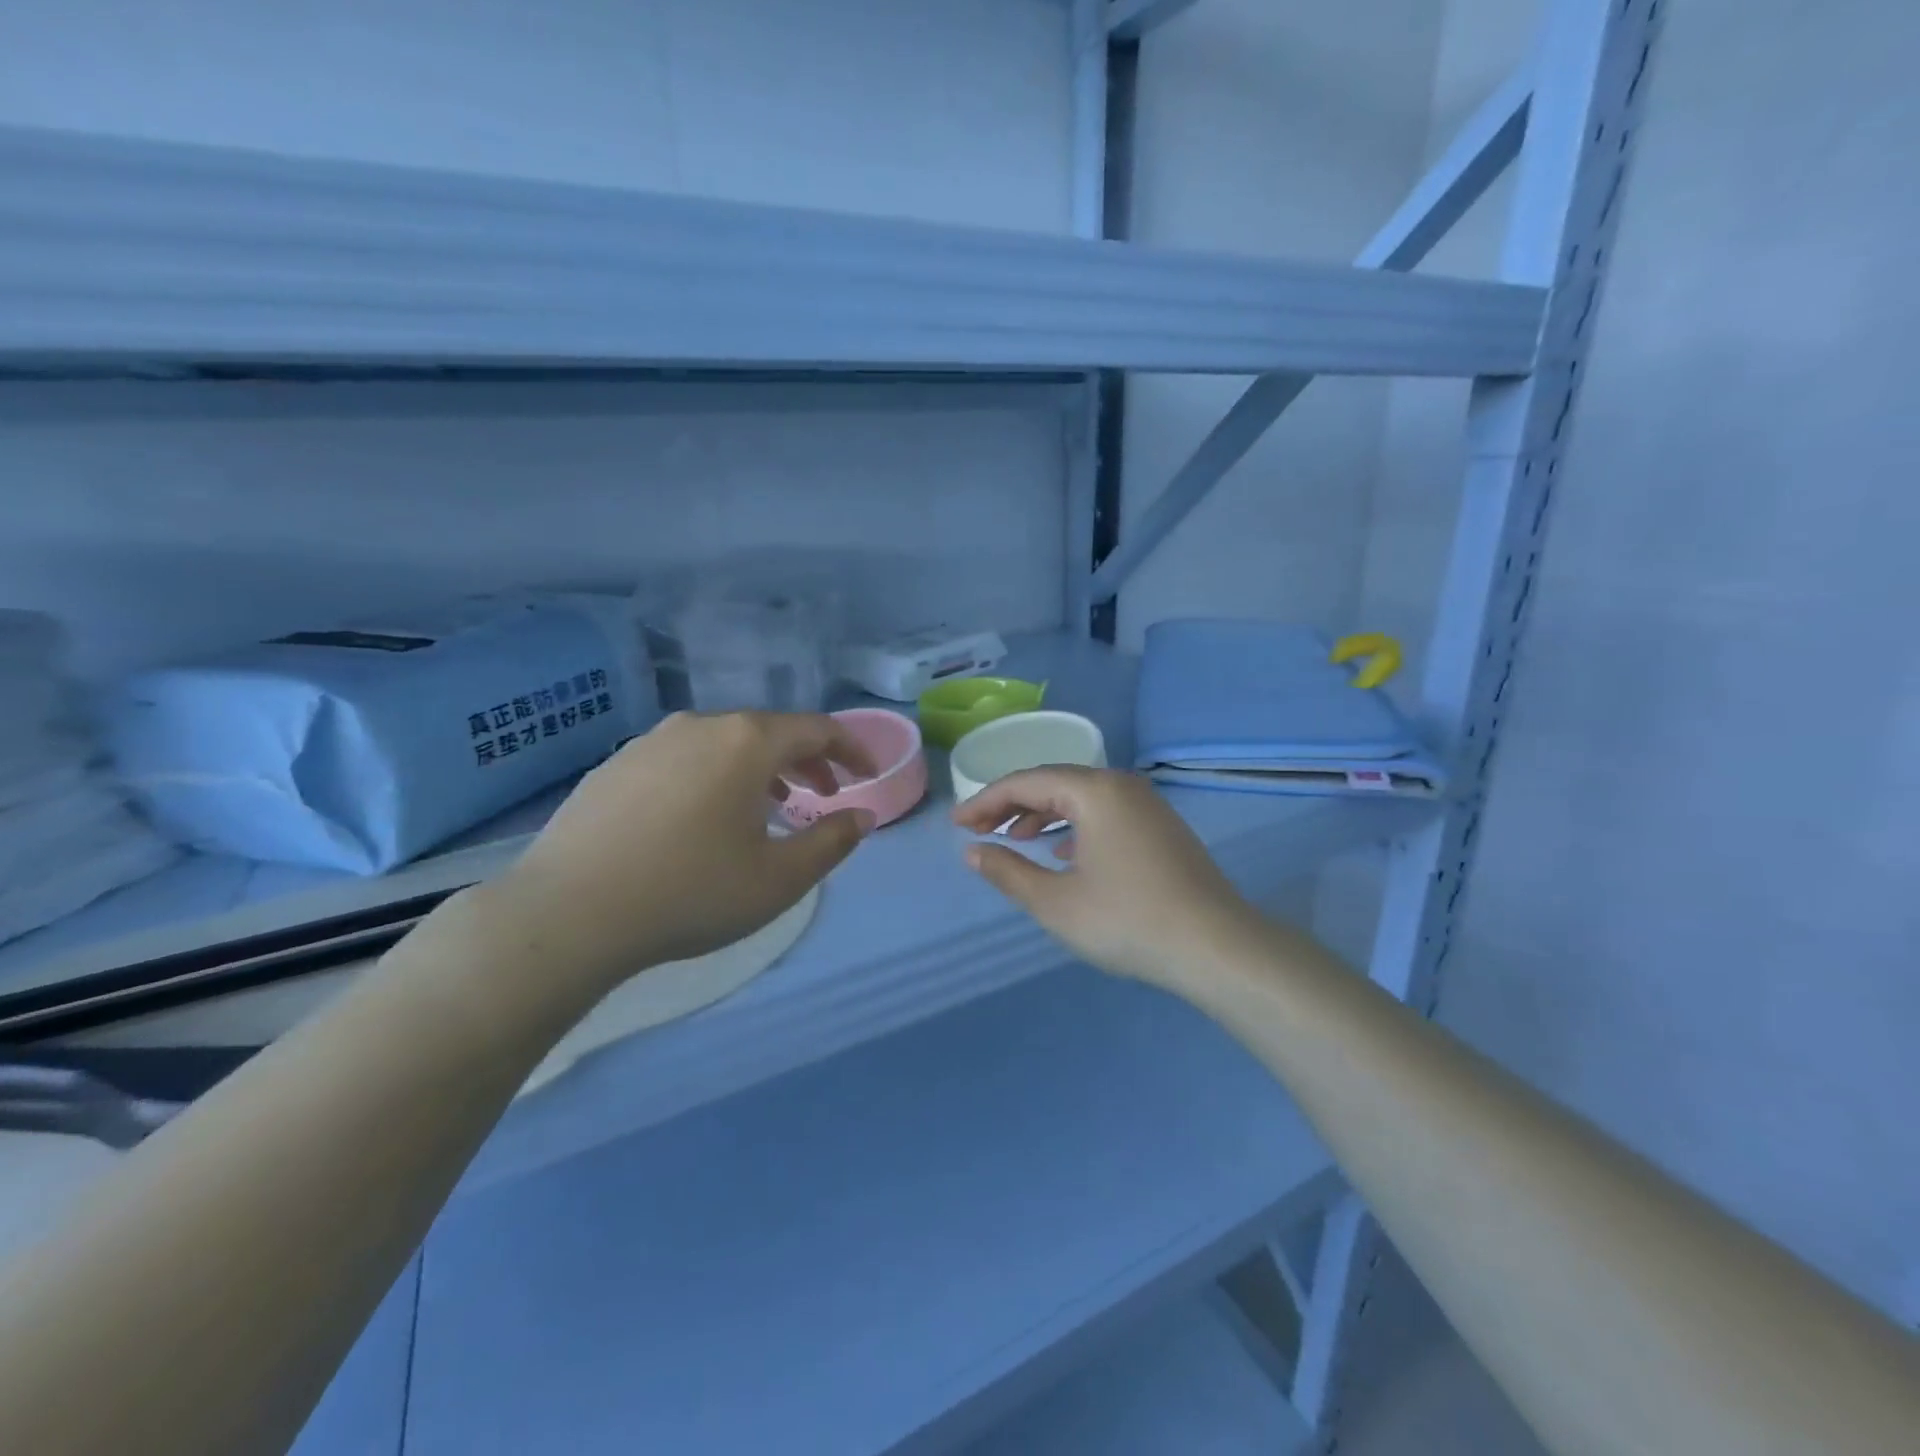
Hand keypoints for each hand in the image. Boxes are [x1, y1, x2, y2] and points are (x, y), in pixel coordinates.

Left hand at [478, 711, 876, 998]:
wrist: (567, 914)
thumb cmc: (690, 892)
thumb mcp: (779, 878)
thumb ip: (832, 842)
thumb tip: (861, 816)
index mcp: (746, 742)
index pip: (817, 729)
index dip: (851, 750)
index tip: (868, 776)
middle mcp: (700, 726)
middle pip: (770, 731)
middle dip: (807, 761)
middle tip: (825, 794)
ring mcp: (650, 742)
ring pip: (724, 743)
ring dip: (759, 769)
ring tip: (769, 808)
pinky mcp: (614, 766)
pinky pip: (683, 759)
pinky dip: (713, 777)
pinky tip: (703, 818)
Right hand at [952, 767, 1272, 990]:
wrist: (1216, 946)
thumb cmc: (1127, 920)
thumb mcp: (1055, 902)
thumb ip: (1008, 871)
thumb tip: (974, 852)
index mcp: (1094, 791)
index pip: (1025, 782)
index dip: (985, 801)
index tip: (957, 825)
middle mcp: (1121, 785)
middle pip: (1054, 783)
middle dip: (1012, 805)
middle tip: (979, 830)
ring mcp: (1147, 805)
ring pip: (1081, 797)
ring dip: (1043, 814)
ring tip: (1015, 838)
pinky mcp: (1162, 828)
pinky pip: (1105, 813)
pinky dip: (1075, 825)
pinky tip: (1064, 852)